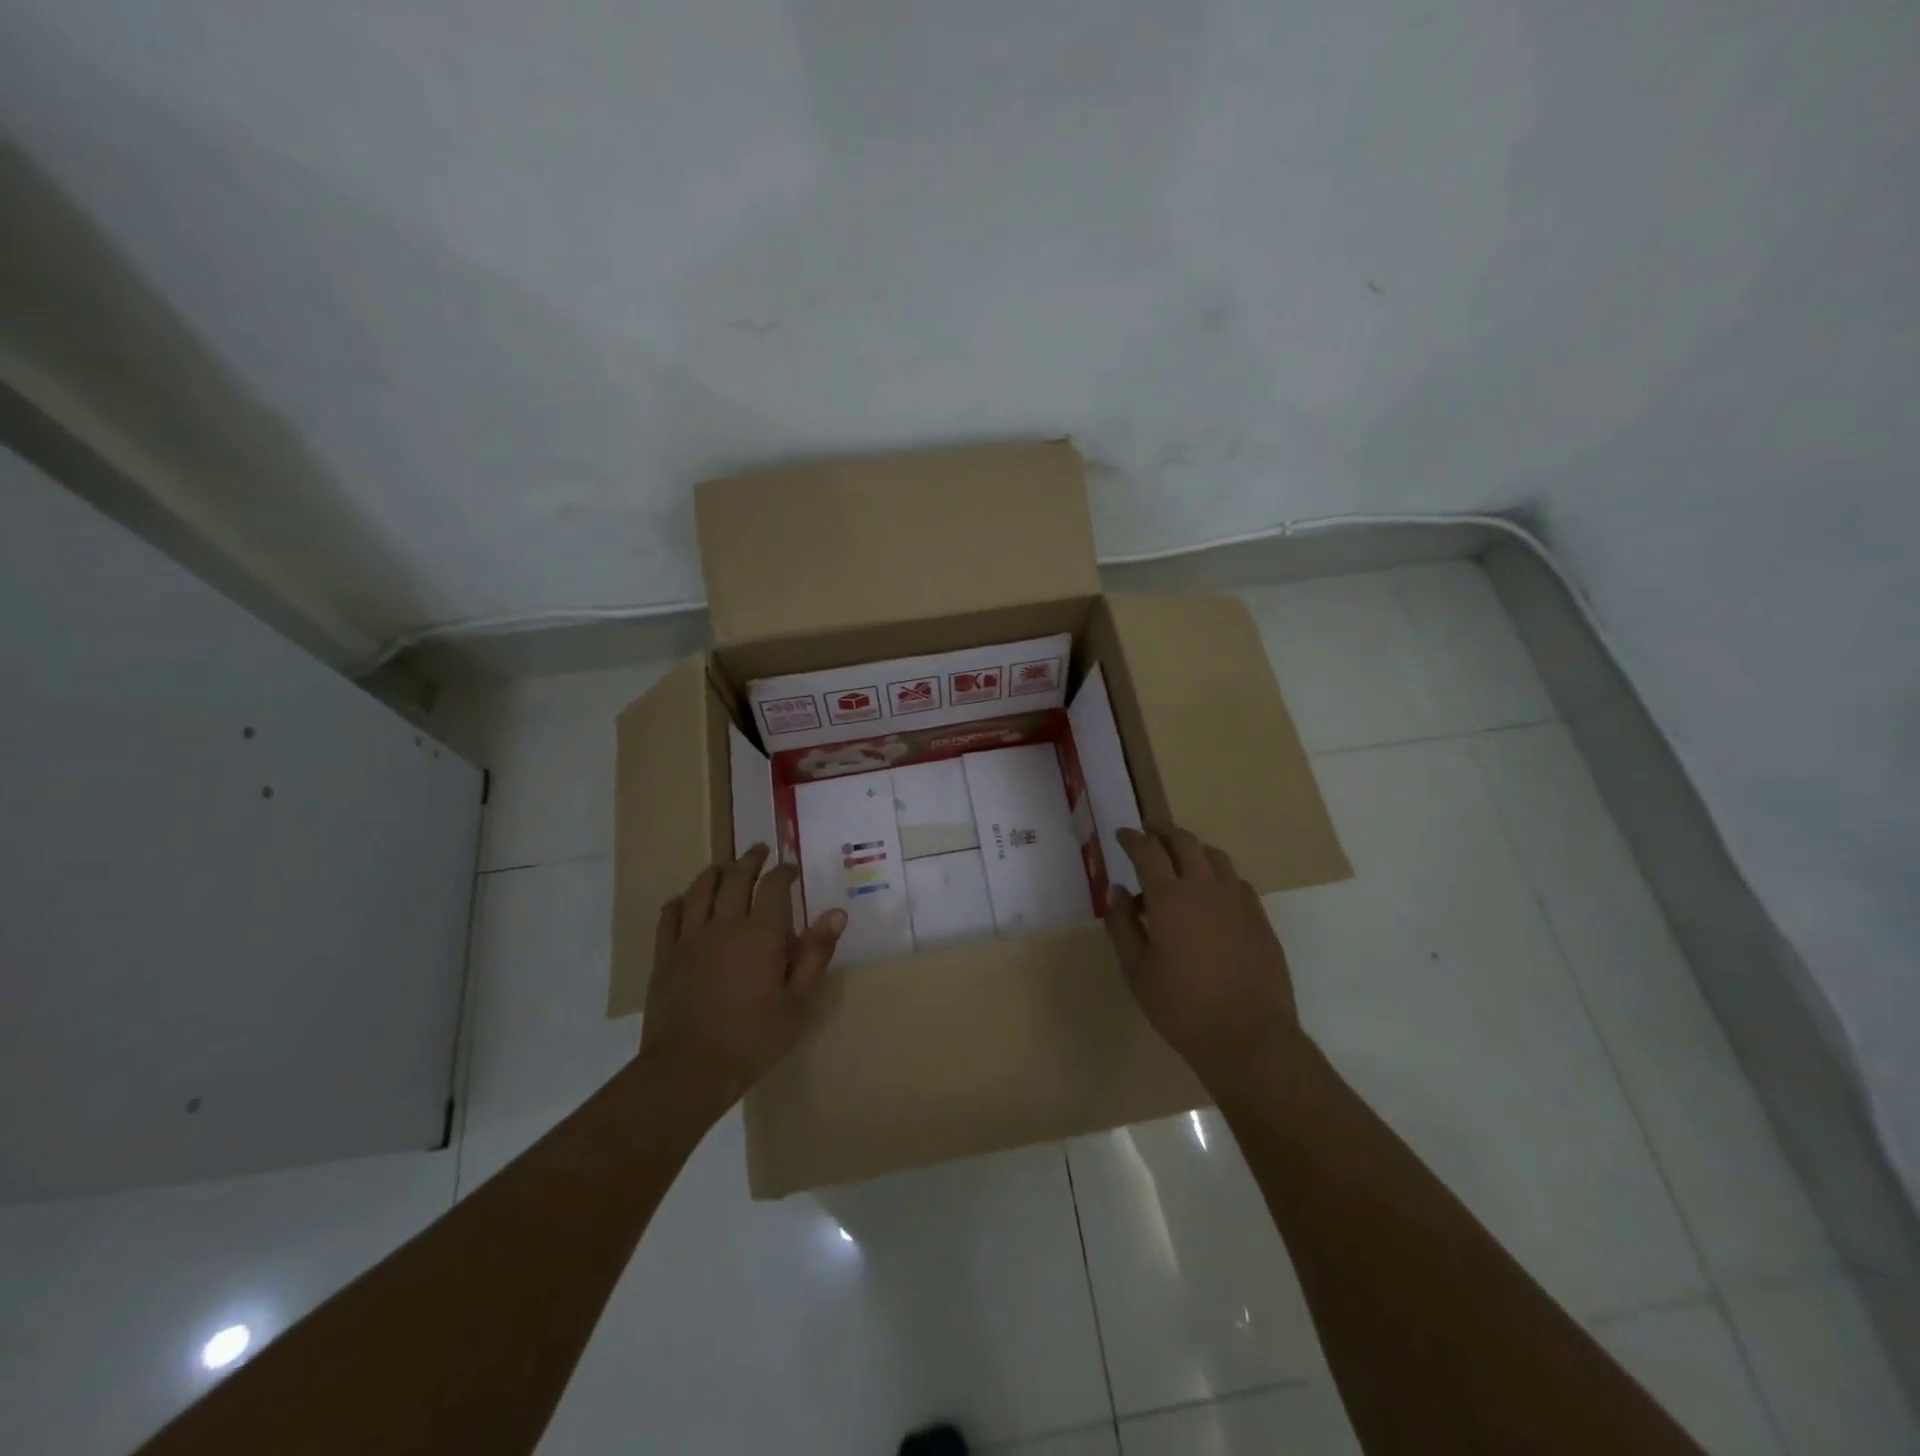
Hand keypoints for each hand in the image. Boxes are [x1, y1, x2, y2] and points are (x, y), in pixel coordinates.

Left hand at [639, 845, 845, 1117]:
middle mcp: (723, 925)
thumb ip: (816, 954)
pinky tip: (685, 900)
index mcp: (760, 934)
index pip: (773, 886)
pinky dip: (681, 900)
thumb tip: (836, 913)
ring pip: (700, 889)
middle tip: (760, 851)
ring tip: (726, 867)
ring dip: (716, 872)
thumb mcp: (798, 1003)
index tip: (792, 868)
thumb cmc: (753, 1038)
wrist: (689, 1070)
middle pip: (735, 877)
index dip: (784, 871)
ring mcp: (689, 938)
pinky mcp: (665, 955)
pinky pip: (670, 915)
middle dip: (750, 860)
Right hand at [1105, 825, 1304, 1096]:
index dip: (1132, 838)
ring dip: (1192, 848)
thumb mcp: (1136, 970)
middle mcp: (1204, 887)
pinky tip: (1210, 893)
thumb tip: (1118, 891)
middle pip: (1183, 841)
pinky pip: (1235, 880)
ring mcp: (1237, 900)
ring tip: (1179, 859)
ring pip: (1213, 855)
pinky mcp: (1259, 917)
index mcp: (1170, 898)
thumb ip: (1122, 925)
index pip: (1147, 851)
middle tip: (1148, 834)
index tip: (1121, 835)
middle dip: (1162, 832)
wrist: (1248, 1037)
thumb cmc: (1181, 1007)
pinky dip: (1216, 874)